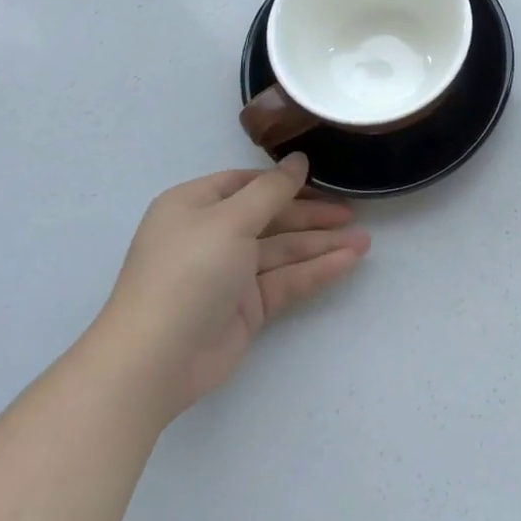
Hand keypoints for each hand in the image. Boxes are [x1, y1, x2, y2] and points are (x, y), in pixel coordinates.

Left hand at [93, 153, 368, 423]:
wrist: (155, 361)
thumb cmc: (188, 272)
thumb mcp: (230, 220)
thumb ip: (272, 190)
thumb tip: (299, 160)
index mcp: (195, 206)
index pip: (247, 183)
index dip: (285, 182)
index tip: (324, 180)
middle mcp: (211, 235)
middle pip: (271, 217)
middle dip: (312, 216)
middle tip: (353, 213)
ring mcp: (229, 273)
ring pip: (283, 251)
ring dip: (322, 245)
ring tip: (365, 241)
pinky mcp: (246, 307)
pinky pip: (286, 280)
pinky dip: (316, 271)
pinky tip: (348, 262)